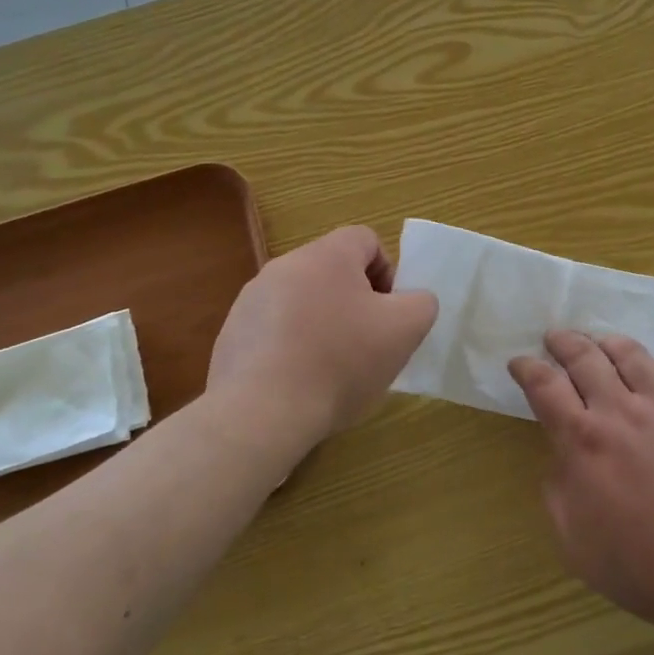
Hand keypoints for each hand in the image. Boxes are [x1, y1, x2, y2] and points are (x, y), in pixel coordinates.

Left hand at [203, 226, 437, 453]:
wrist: (260, 414)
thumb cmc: (340, 362)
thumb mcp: (405, 330)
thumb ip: (421, 303)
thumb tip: (410, 301)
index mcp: (326, 255)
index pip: (367, 240)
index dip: (387, 273)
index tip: (388, 314)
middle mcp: (284, 266)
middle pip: (334, 272)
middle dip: (356, 302)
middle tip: (367, 343)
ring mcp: (252, 300)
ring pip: (304, 301)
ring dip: (323, 325)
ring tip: (331, 370)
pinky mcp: (232, 334)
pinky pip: (274, 331)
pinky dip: (291, 349)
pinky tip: (298, 384)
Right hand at [509, 332, 653, 635]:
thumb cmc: (636, 563)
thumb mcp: (571, 539)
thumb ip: (557, 488)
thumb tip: (561, 457)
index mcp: (582, 440)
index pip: (545, 385)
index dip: (527, 368)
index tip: (519, 363)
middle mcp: (619, 411)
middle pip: (585, 357)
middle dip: (563, 343)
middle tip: (554, 339)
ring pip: (630, 354)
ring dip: (607, 342)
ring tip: (599, 342)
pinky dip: (652, 363)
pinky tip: (647, 368)